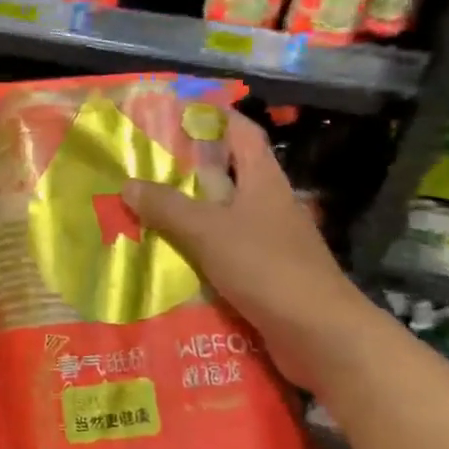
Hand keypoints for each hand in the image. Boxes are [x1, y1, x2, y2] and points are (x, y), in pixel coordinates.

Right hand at [123, 111, 370, 389]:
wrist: (320, 335)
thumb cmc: (267, 267)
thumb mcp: (208, 231)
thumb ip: (167, 207)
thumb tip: (128, 184)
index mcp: (264, 180)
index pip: (242, 132)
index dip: (214, 117)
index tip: (176, 113)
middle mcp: (269, 204)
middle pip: (228, 175)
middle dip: (187, 170)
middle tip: (143, 167)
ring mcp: (270, 241)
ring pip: (223, 217)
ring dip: (189, 214)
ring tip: (144, 212)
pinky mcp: (266, 274)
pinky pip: (225, 253)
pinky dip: (198, 252)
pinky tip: (168, 259)